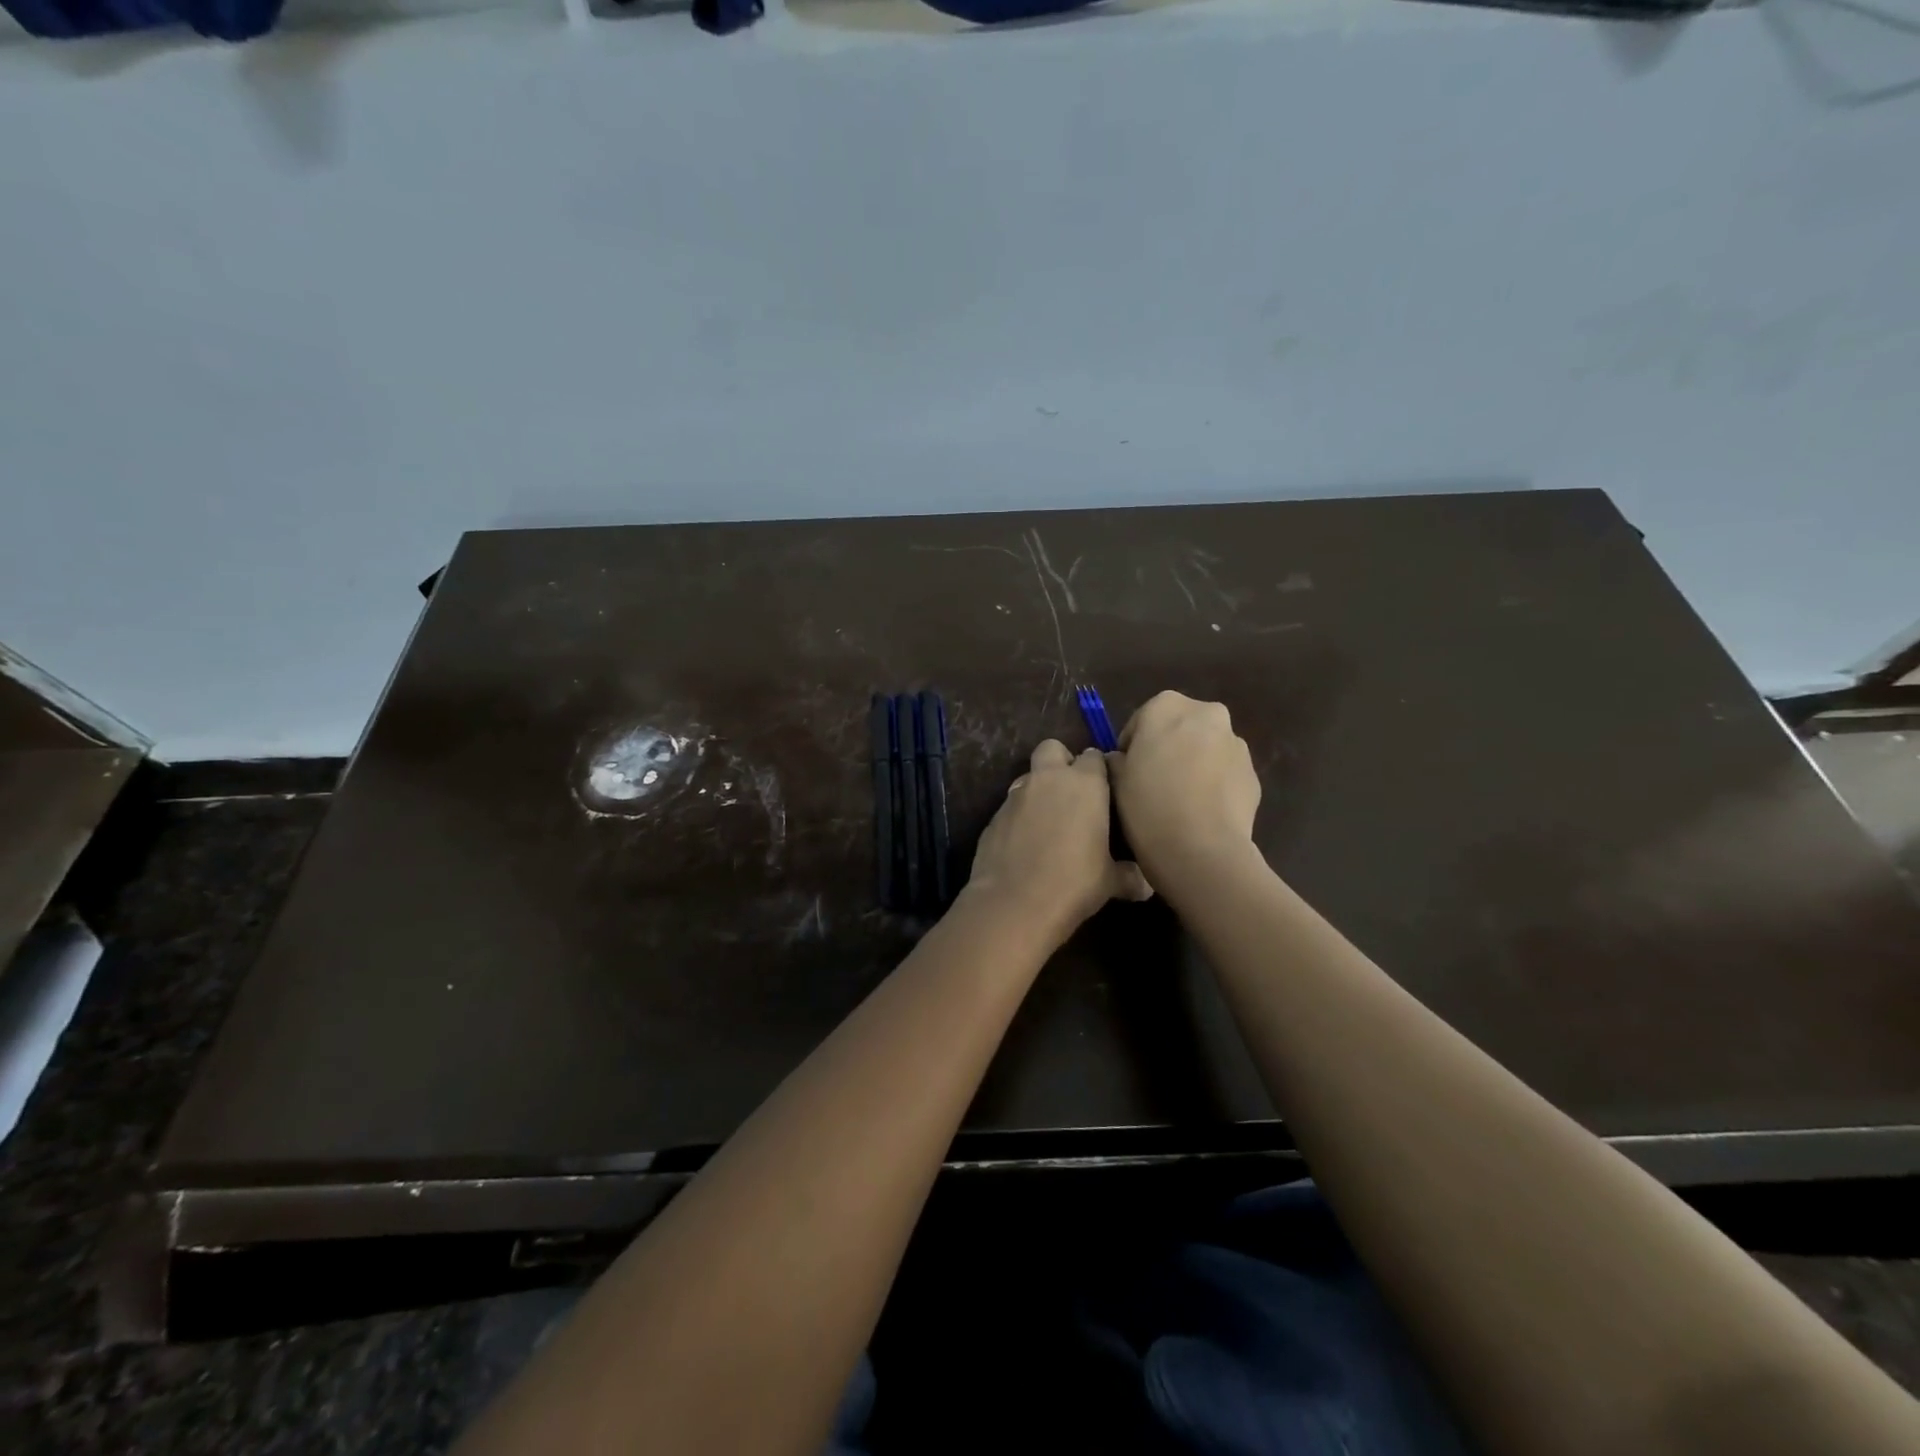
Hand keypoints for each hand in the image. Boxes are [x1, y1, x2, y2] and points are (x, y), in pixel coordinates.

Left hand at [966, 740, 1151, 945]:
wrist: (1015, 902)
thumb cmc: (1074, 883)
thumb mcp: (1110, 882)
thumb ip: (1129, 876)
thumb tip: (1145, 886)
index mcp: (1084, 783)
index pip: (1094, 756)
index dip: (1099, 771)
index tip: (1106, 790)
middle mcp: (1048, 779)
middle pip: (1052, 748)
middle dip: (1061, 762)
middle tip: (1072, 793)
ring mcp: (1015, 795)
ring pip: (1028, 777)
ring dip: (1038, 790)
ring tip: (1048, 822)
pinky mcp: (993, 816)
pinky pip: (1010, 806)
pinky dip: (1019, 816)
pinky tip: (1026, 844)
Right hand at [1109, 691, 1259, 878]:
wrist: (1202, 850)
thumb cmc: (1148, 806)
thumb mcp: (1114, 780)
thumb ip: (1116, 760)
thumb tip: (1122, 760)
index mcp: (1166, 706)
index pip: (1141, 720)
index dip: (1131, 747)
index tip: (1126, 772)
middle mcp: (1206, 713)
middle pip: (1180, 727)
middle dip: (1168, 748)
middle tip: (1153, 782)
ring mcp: (1236, 743)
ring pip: (1206, 748)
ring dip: (1193, 764)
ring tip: (1180, 801)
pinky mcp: (1253, 773)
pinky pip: (1225, 773)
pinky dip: (1214, 784)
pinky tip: (1201, 812)